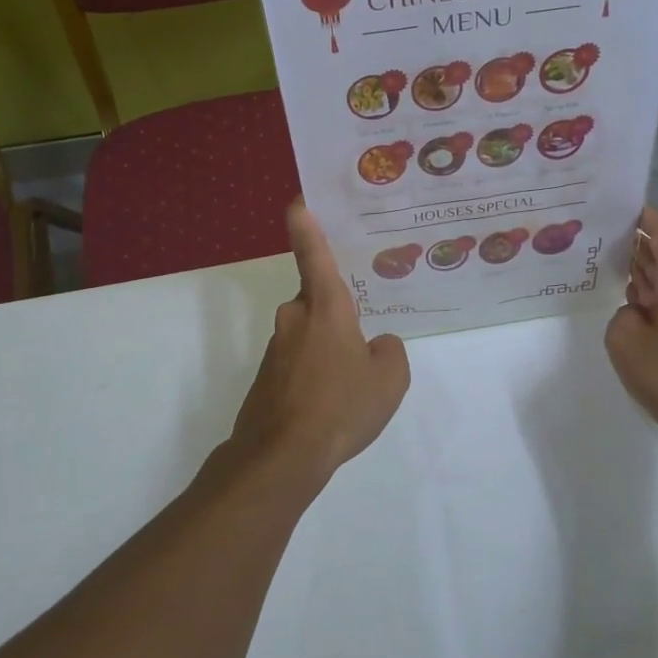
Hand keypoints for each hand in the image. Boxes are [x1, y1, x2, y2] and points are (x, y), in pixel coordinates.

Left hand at [218, 199, 410, 491]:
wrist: (282, 456)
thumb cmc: (341, 406)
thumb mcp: (389, 379)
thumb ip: (389, 352)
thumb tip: (376, 346)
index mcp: (326, 307)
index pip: (314, 254)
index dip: (306, 225)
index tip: (297, 201)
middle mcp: (296, 318)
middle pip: (318, 300)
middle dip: (338, 312)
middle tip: (364, 334)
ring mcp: (277, 348)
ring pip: (310, 335)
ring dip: (329, 349)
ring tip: (353, 384)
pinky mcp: (267, 376)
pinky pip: (300, 362)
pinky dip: (316, 374)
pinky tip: (332, 404)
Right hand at [604, 205, 657, 455]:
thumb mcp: (625, 341)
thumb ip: (621, 316)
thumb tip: (634, 315)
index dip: (644, 215)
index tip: (621, 202)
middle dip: (636, 244)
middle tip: (600, 236)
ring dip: (643, 274)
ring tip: (607, 265)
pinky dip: (652, 298)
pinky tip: (628, 306)